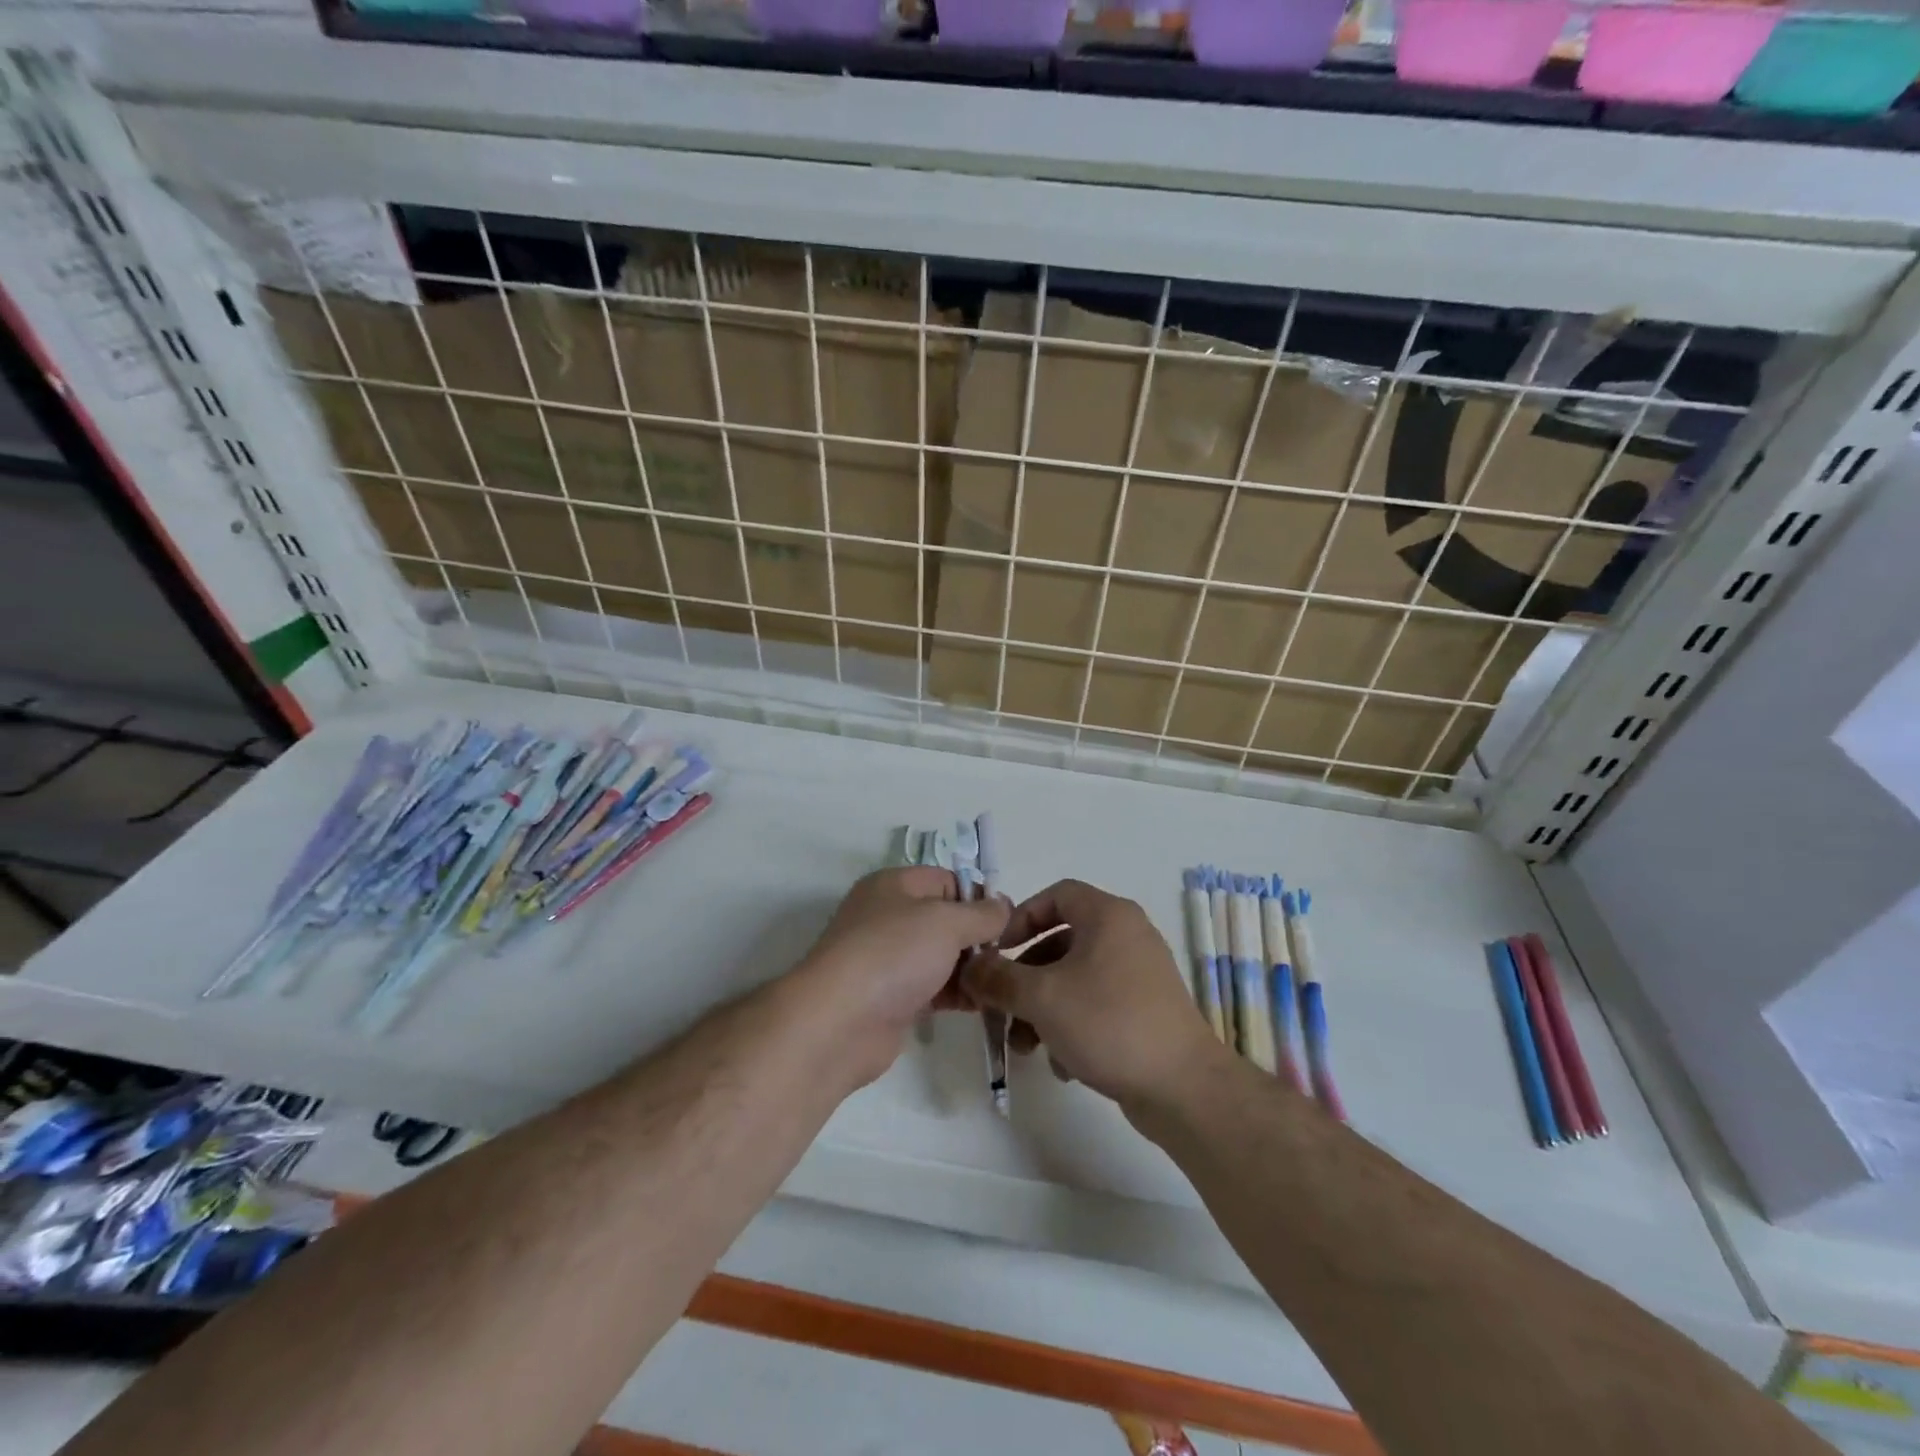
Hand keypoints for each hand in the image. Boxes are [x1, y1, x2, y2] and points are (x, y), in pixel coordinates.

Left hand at [793, 867, 1008, 1087]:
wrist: (839, 1023)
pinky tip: (986, 1004)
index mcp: (894, 886)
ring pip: (941, 956)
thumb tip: (1004, 905)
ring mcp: (888, 960)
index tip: (1008, 922)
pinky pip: (934, 988)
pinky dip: (958, 994)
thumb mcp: (946, 921)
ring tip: (1002, 983)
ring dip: (971, 968)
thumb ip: (982, 913)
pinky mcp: (892, 998)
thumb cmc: (893, 955)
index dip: (978, 897)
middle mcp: (889, 917)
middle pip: (946, 919)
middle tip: (1009, 956)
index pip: (947, 880)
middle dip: (978, 937)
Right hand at [959, 879, 1221, 1109]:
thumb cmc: (1108, 1023)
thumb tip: (970, 968)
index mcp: (1108, 916)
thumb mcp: (1041, 998)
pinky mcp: (1146, 1009)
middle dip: (1025, 977)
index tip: (998, 950)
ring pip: (1076, 978)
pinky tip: (1062, 1063)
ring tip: (1024, 1045)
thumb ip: (999, 978)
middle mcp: (1128, 935)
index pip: (1056, 894)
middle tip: (1002, 1005)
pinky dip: (1072, 1024)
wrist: (1182, 1087)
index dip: (1021, 917)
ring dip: (1043, 1008)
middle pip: (1061, 942)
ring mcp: (1141, 973)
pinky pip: (1097, 1003)